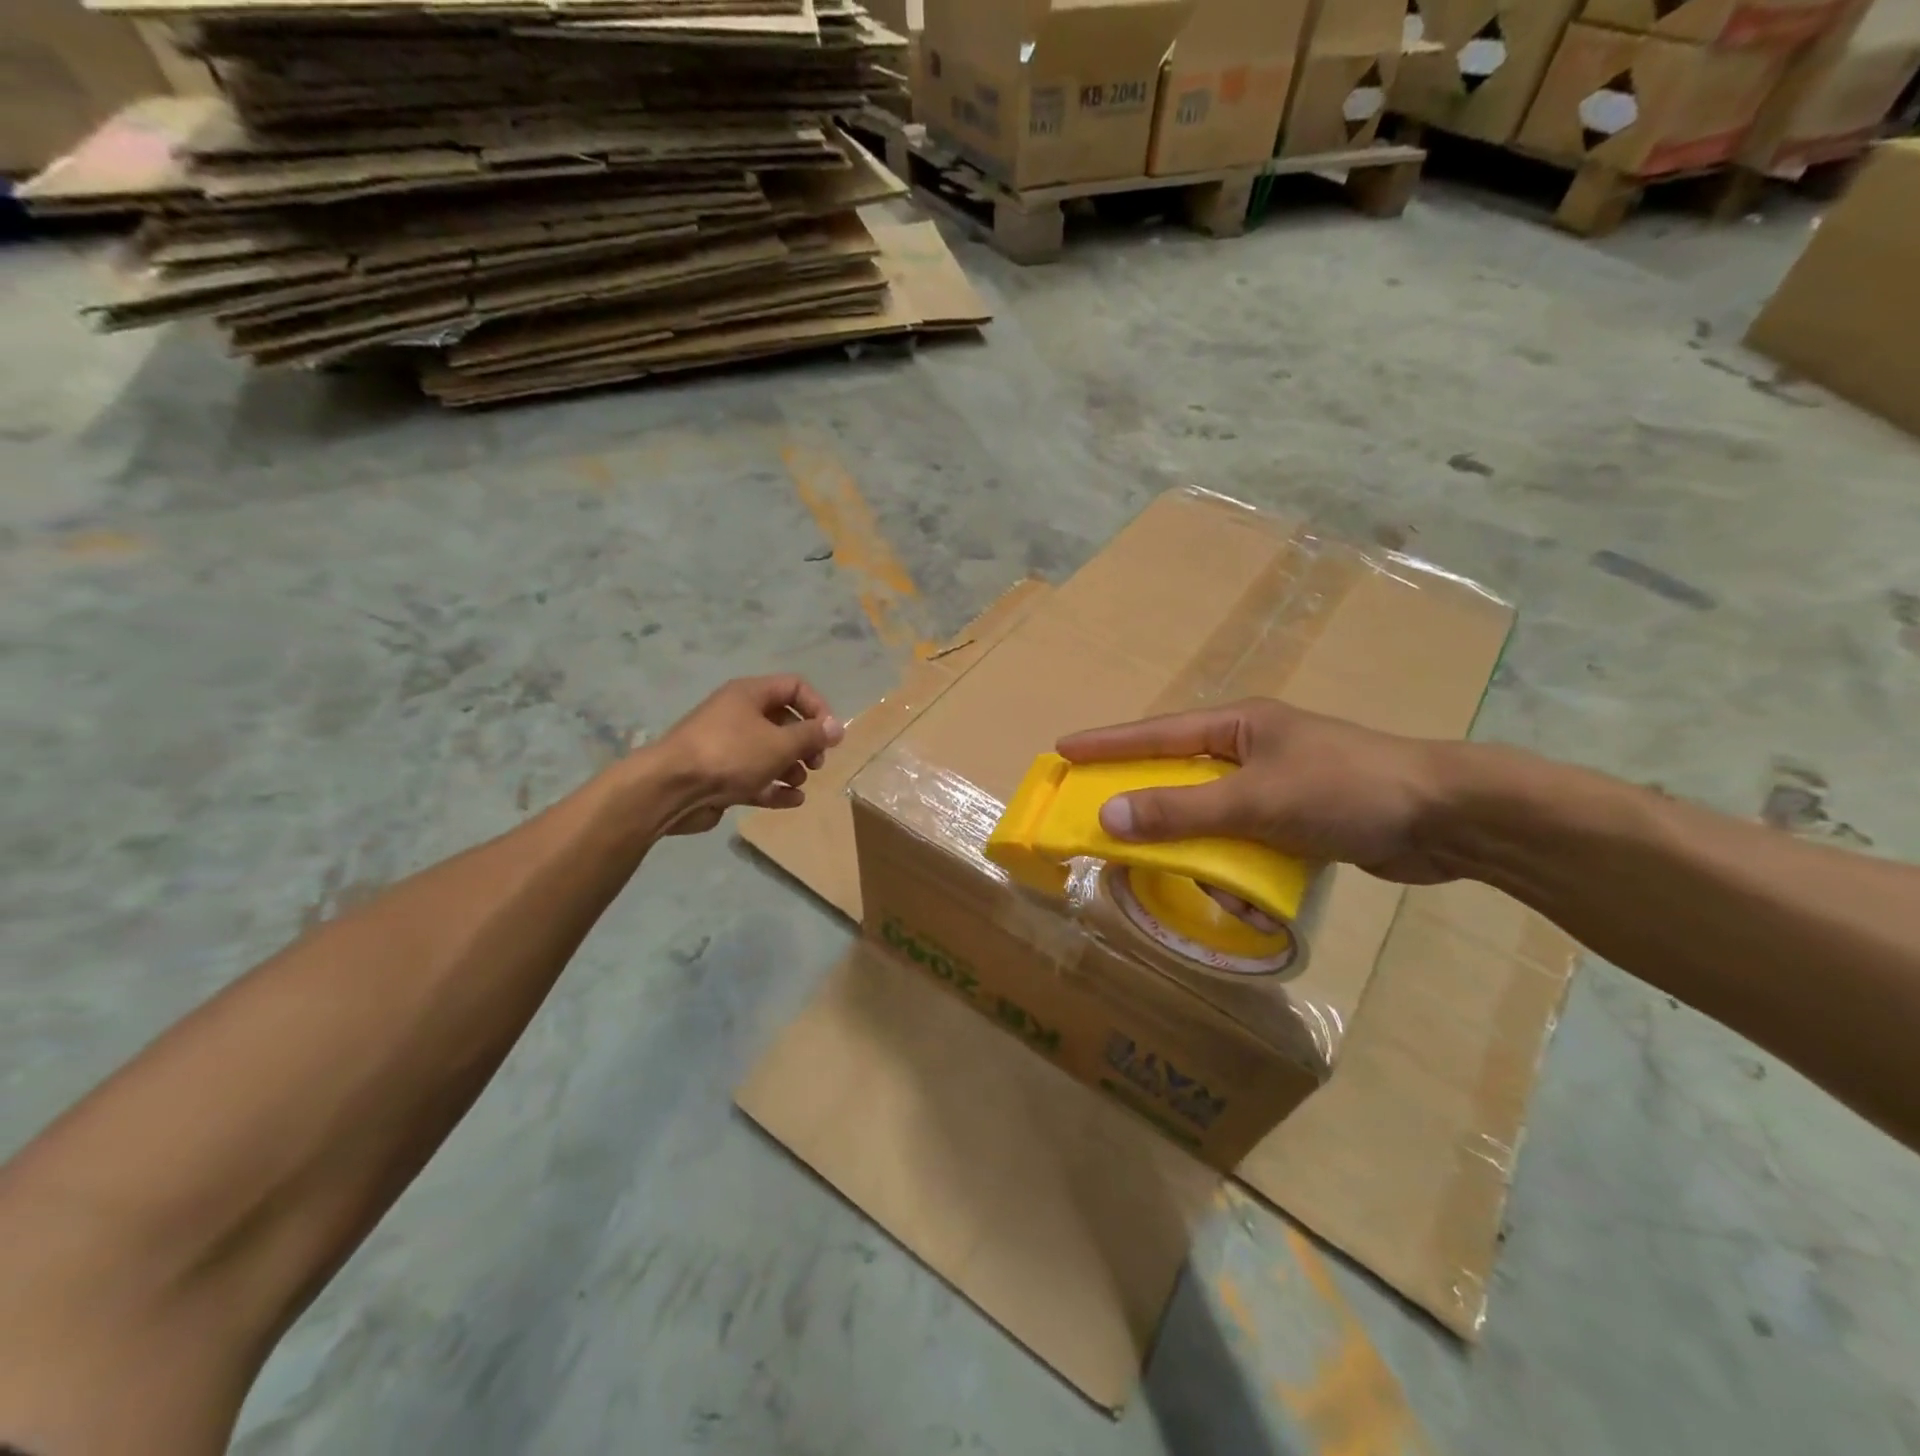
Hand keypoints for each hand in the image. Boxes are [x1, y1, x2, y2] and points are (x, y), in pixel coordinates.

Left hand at [647, 675, 844, 835]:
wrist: (672, 788)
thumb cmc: (731, 754)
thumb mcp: (780, 743)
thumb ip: (812, 735)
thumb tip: (837, 727)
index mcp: (749, 695)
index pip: (794, 687)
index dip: (817, 707)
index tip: (829, 734)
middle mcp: (738, 715)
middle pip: (784, 721)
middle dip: (806, 743)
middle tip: (817, 763)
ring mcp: (728, 747)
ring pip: (770, 752)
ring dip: (792, 767)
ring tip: (799, 781)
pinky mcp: (721, 776)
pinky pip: (756, 778)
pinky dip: (775, 788)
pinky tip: (792, 800)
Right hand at [1056, 700, 1456, 883]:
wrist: (1448, 819)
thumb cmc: (1346, 790)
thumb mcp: (1255, 800)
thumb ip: (1181, 811)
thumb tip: (1108, 817)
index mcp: (1238, 727)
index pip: (1156, 733)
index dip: (1107, 744)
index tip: (1063, 750)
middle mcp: (1251, 750)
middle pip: (1179, 778)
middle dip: (1154, 810)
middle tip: (1112, 831)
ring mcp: (1276, 785)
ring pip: (1212, 819)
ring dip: (1207, 855)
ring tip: (1212, 884)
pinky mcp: (1298, 820)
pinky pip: (1245, 843)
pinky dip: (1241, 871)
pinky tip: (1252, 897)